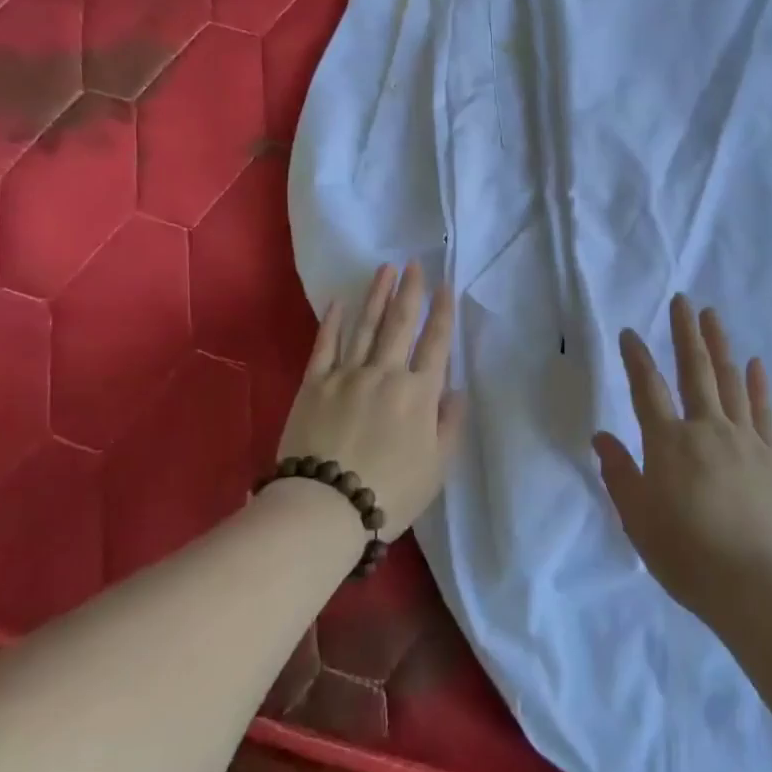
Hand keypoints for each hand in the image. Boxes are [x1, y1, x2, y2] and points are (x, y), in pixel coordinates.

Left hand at [275, 262, 463, 539]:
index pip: (436, 343)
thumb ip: (450, 425)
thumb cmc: (390, 492)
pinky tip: (338, 302)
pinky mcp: (315, 384)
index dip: (442, 312)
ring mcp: (347, 375)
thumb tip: (456, 390)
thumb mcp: (437, 467)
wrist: (325, 507)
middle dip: (410, 291)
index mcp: (419, 393)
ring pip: (366, 326)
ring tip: (385, 269)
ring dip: (376, 296)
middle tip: (414, 263)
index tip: (445, 286)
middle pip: (401, 324)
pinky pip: (325, 346)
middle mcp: (386, 373)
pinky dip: (332, 322)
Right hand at [593, 295, 771, 618]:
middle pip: (694, 370)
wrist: (756, 586)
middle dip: (685, 333)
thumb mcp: (638, 519)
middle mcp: (706, 429)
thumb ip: (620, 473)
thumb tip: (602, 437)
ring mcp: (745, 439)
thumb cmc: (686, 555)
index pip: (647, 389)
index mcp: (668, 443)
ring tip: (713, 316)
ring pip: (730, 381)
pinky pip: (764, 411)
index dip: (636, 358)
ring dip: (719, 345)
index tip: (630, 332)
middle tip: (683, 300)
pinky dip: (759, 384)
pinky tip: (756, 363)